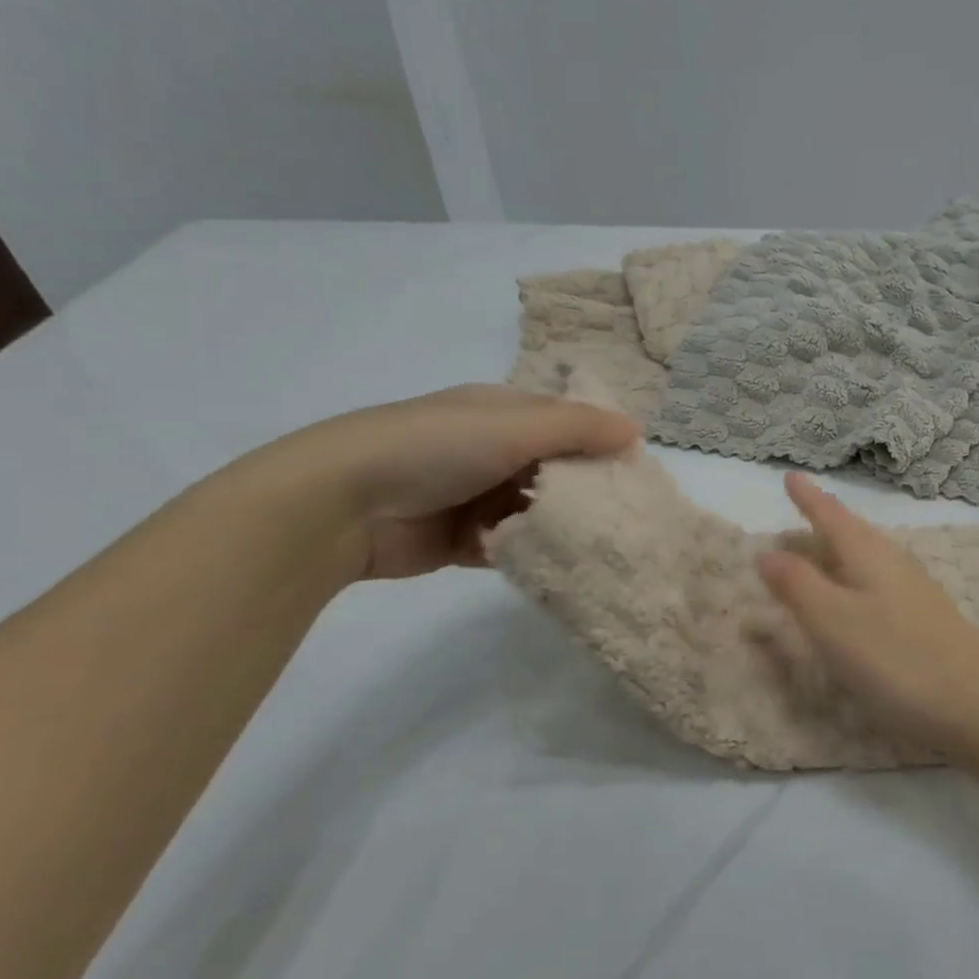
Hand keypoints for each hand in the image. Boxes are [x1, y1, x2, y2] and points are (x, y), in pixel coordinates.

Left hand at [239, 385, 638, 580]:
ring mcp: (474, 496)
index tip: (636, 473)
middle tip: (627, 517)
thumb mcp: (513, 426)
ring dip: (559, 527)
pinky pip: (510, 547)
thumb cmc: (435, 448)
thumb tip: (636, 430)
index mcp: (501, 412)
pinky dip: (529, 554)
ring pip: (535, 512)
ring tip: (602, 546)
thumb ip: (578, 428)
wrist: (342, 504)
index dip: (601, 442)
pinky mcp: (461, 541)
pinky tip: (558, 566)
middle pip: (554, 471)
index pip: (565, 422)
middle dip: (584, 491)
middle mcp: (491, 450)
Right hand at [756, 473, 978, 753]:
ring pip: (867, 558)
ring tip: (819, 552)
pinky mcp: (926, 620)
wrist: (978, 707)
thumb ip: (797, 585)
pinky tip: (856, 598)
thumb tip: (766, 551)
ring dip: (839, 551)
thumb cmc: (896, 659)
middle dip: (822, 522)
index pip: (831, 514)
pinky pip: (879, 583)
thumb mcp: (833, 622)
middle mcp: (894, 563)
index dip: (807, 496)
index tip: (789, 475)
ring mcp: (915, 591)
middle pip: (852, 532)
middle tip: (795, 517)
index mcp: (869, 554)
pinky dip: (855, 580)